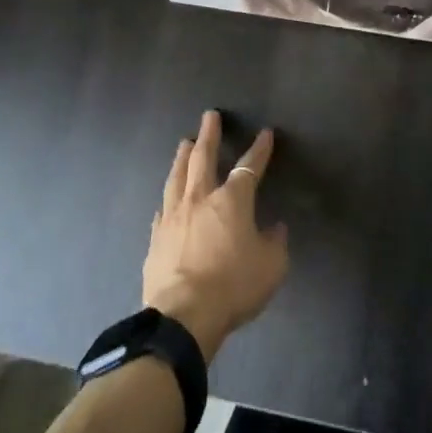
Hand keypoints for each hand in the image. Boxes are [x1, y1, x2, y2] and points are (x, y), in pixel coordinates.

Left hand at [144, 111, 288, 361]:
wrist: (183, 316)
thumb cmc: (233, 286)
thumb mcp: (271, 267)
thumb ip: (275, 243)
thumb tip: (275, 228)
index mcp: (232, 200)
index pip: (249, 166)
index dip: (259, 149)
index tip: (265, 134)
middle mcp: (200, 199)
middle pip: (203, 157)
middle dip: (210, 135)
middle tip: (210, 116)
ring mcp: (174, 216)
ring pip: (177, 176)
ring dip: (183, 156)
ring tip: (185, 142)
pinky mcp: (156, 238)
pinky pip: (163, 208)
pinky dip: (169, 197)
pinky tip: (167, 198)